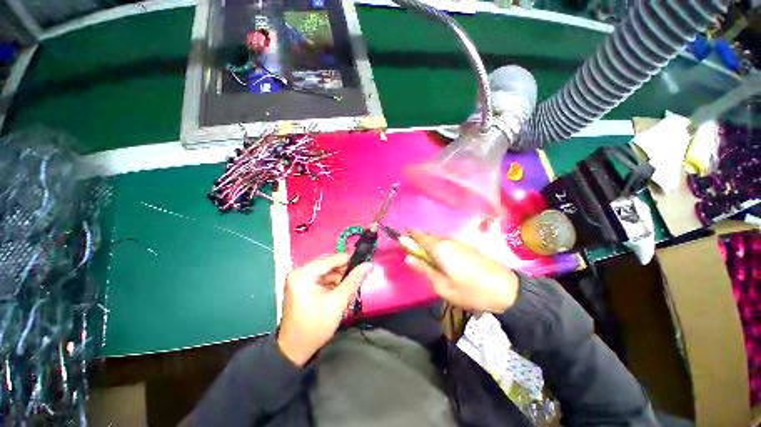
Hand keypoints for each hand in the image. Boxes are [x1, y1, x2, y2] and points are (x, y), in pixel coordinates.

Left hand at [277, 254, 371, 366]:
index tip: (365, 261)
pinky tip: (343, 296)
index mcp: (303, 273)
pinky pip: (323, 281)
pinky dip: (334, 286)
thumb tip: (368, 264)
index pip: (331, 259)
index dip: (349, 259)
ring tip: (351, 293)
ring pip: (328, 273)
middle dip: (345, 273)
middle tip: (359, 280)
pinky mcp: (304, 288)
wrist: (295, 350)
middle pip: (329, 266)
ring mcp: (301, 280)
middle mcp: (300, 272)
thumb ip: (354, 280)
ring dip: (341, 281)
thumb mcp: (338, 301)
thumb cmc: (315, 326)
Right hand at [405, 230, 518, 312]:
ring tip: (427, 260)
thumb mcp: (442, 285)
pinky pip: (447, 244)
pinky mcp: (468, 247)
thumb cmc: (470, 290)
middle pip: (428, 237)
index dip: (409, 235)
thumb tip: (408, 258)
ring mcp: (459, 243)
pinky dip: (440, 248)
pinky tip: (442, 261)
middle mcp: (448, 240)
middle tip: (413, 254)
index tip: (401, 238)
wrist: (506, 290)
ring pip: (438, 240)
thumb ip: (424, 269)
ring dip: (429, 246)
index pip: (419, 236)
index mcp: (439, 248)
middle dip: (418, 242)